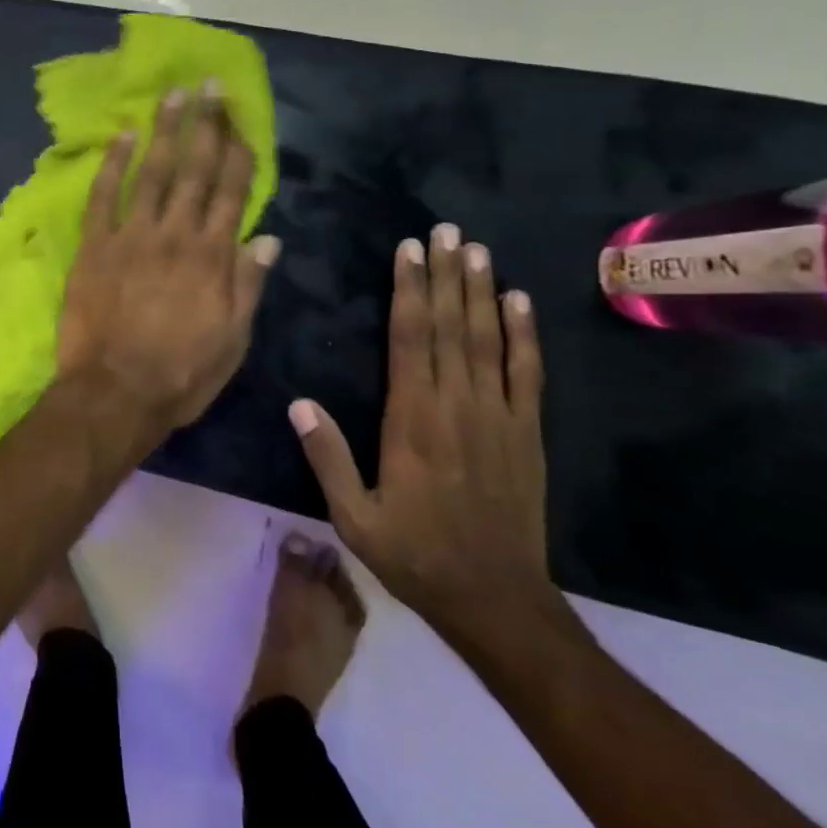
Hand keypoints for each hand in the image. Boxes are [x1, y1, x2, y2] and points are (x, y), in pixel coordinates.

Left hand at [56, 82, 280, 433]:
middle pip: (195, 170)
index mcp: (213, 257)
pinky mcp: (94, 247)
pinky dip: (112, 164)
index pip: (232, 192)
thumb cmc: (180, 374)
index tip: (243, 117)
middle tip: (211, 85)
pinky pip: (103, 196)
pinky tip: (122, 136)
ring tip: (175, 95)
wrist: (114, 393)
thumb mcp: (232, 340)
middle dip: (207, 125)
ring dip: (165, 131)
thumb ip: (248, 285)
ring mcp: (131, 237)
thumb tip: (268, 238)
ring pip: (152, 173)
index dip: (238, 151)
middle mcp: (175, 235)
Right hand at [289, 226, 556, 641]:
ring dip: (482, 291)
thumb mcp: (352, 517)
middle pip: (450, 327)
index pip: (409, 341)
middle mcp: (456, 406)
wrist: (495, 598)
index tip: (408, 251)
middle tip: (444, 230)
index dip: (409, 292)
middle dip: (445, 275)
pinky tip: (519, 301)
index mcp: (411, 421)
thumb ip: (327, 458)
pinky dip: (524, 333)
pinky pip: (527, 373)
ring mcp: (498, 417)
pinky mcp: (526, 432)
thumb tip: (299, 403)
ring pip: (488, 340)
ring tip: (476, 249)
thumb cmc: (413, 554)